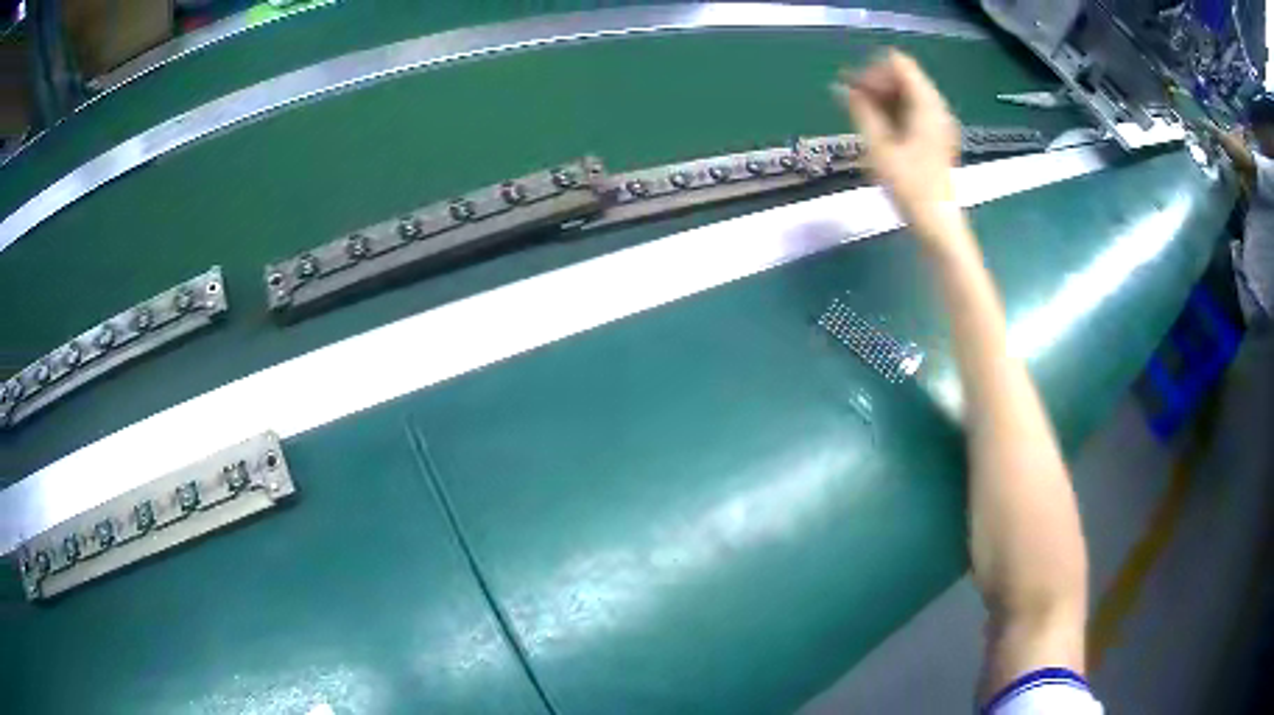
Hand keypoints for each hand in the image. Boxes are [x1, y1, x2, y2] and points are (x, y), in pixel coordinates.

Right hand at [832, 50, 961, 238]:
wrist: (937, 223)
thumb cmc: (909, 186)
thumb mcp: (878, 147)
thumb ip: (860, 111)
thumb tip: (842, 88)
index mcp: (927, 105)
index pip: (898, 64)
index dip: (872, 71)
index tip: (853, 91)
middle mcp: (936, 107)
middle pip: (903, 76)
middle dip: (876, 83)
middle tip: (852, 104)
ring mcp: (938, 122)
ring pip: (907, 93)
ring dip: (882, 98)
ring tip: (861, 117)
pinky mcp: (935, 136)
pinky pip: (912, 109)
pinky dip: (894, 111)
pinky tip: (878, 128)